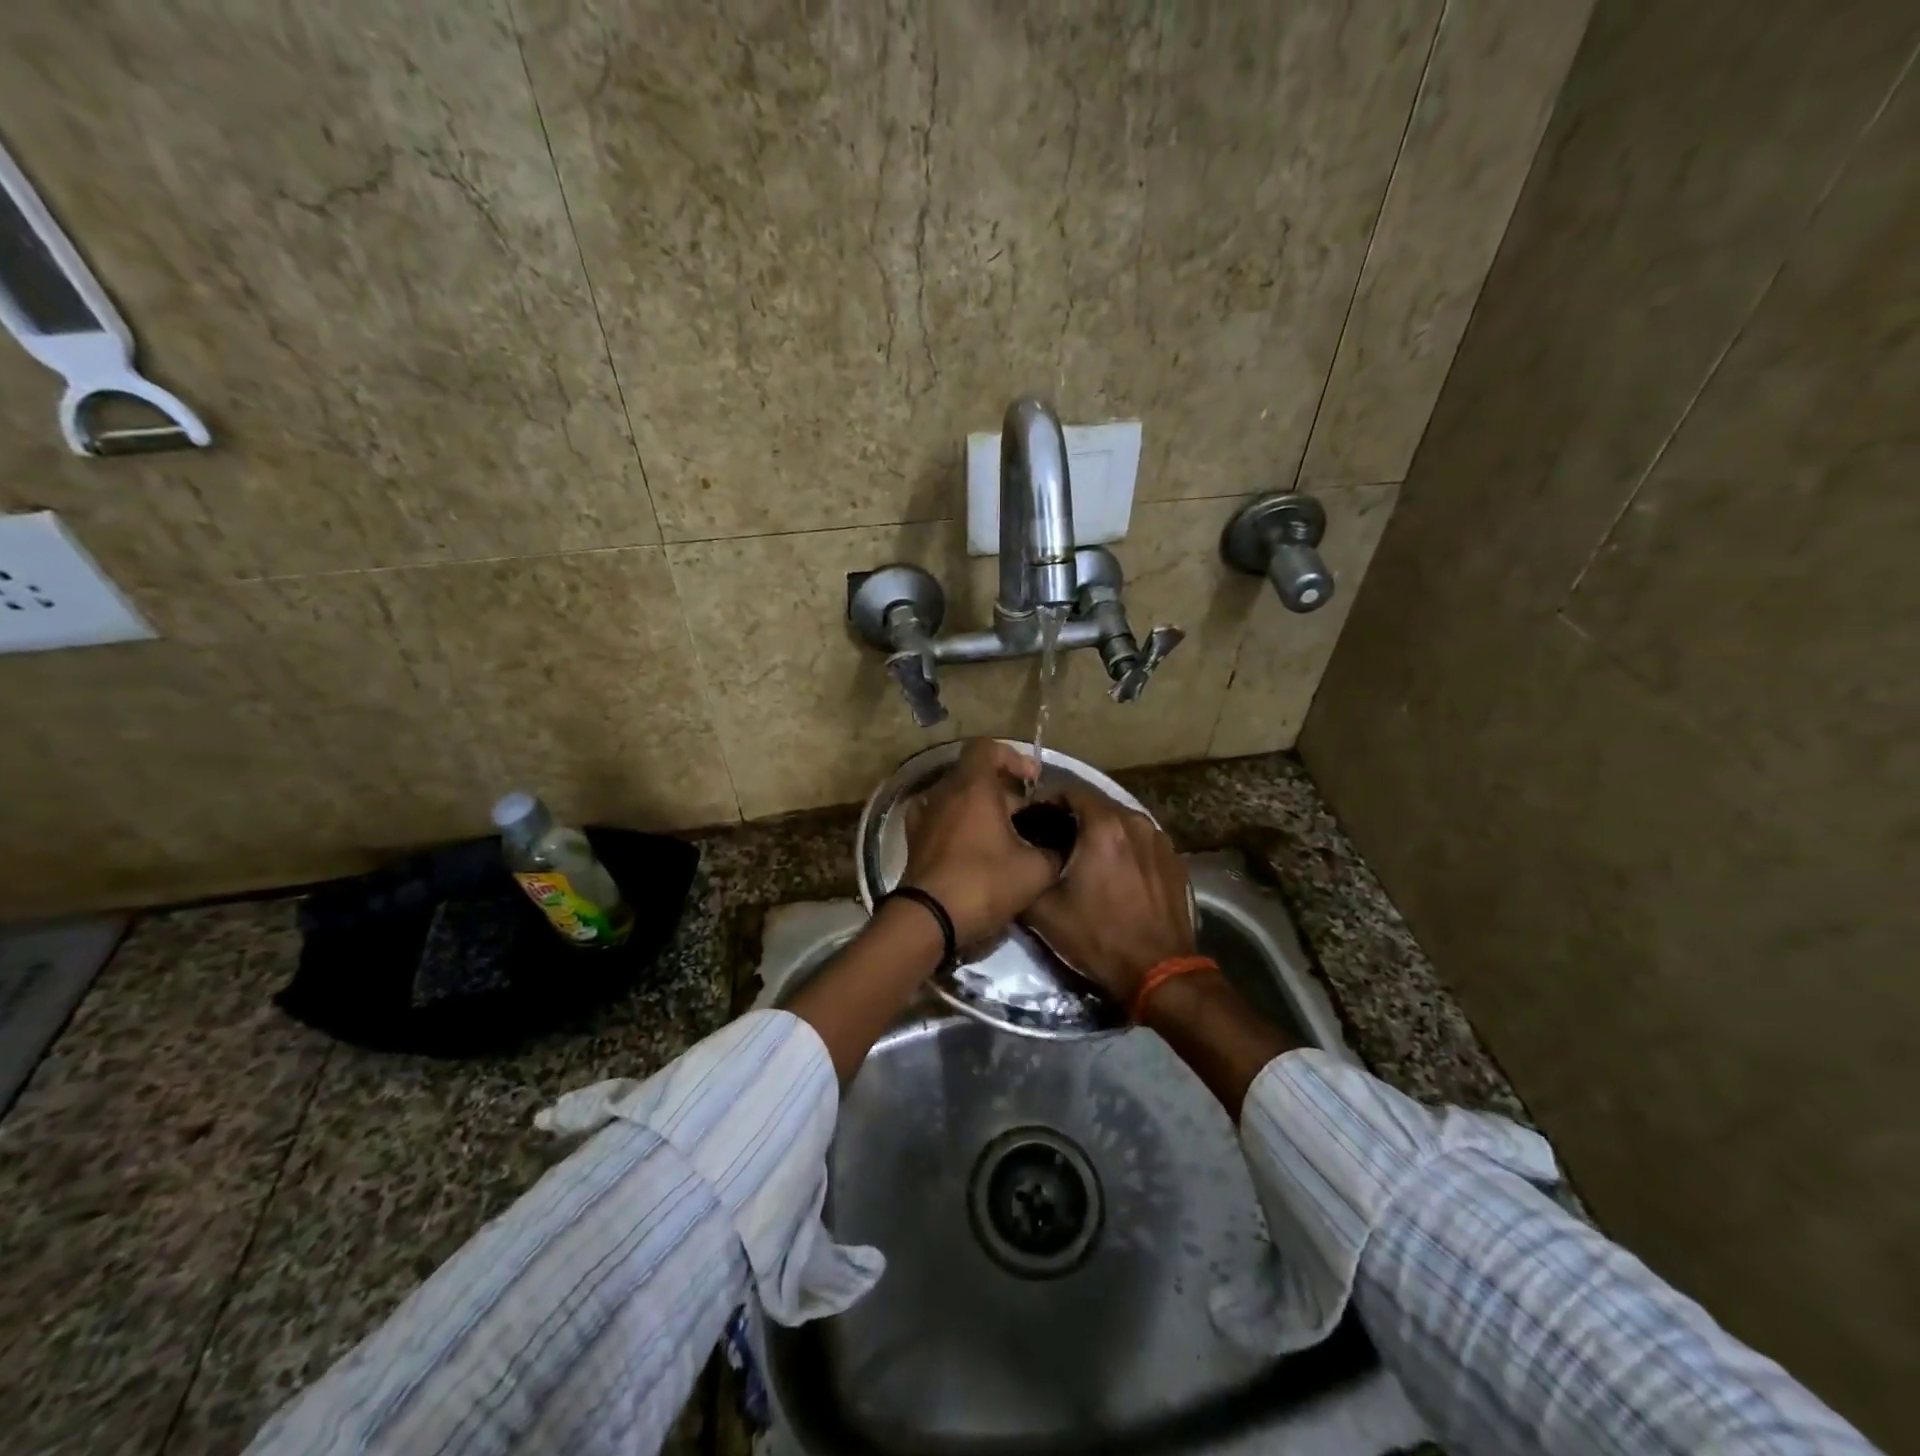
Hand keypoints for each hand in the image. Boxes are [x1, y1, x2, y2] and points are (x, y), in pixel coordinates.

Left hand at [901, 739, 1060, 945]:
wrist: (928, 920)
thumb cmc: (984, 884)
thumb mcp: (1035, 870)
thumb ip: (1053, 850)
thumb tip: (1060, 844)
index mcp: (972, 787)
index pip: (987, 748)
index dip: (1013, 757)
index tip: (1032, 781)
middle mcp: (943, 792)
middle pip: (974, 774)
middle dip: (1002, 790)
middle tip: (1025, 818)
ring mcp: (924, 815)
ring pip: (957, 797)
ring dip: (980, 808)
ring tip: (1003, 835)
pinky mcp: (914, 839)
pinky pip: (941, 818)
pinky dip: (959, 824)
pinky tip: (974, 848)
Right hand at [1021, 787, 1194, 1005]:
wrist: (1160, 972)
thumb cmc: (1098, 936)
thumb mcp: (1044, 911)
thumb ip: (1026, 873)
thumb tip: (1016, 859)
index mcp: (1104, 825)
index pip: (1069, 791)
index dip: (1046, 802)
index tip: (1032, 820)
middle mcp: (1135, 821)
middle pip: (1097, 805)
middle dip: (1073, 817)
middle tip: (1053, 840)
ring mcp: (1160, 840)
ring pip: (1121, 822)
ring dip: (1100, 832)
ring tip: (1083, 857)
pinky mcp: (1175, 860)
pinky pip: (1141, 842)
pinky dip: (1124, 848)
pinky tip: (1114, 873)